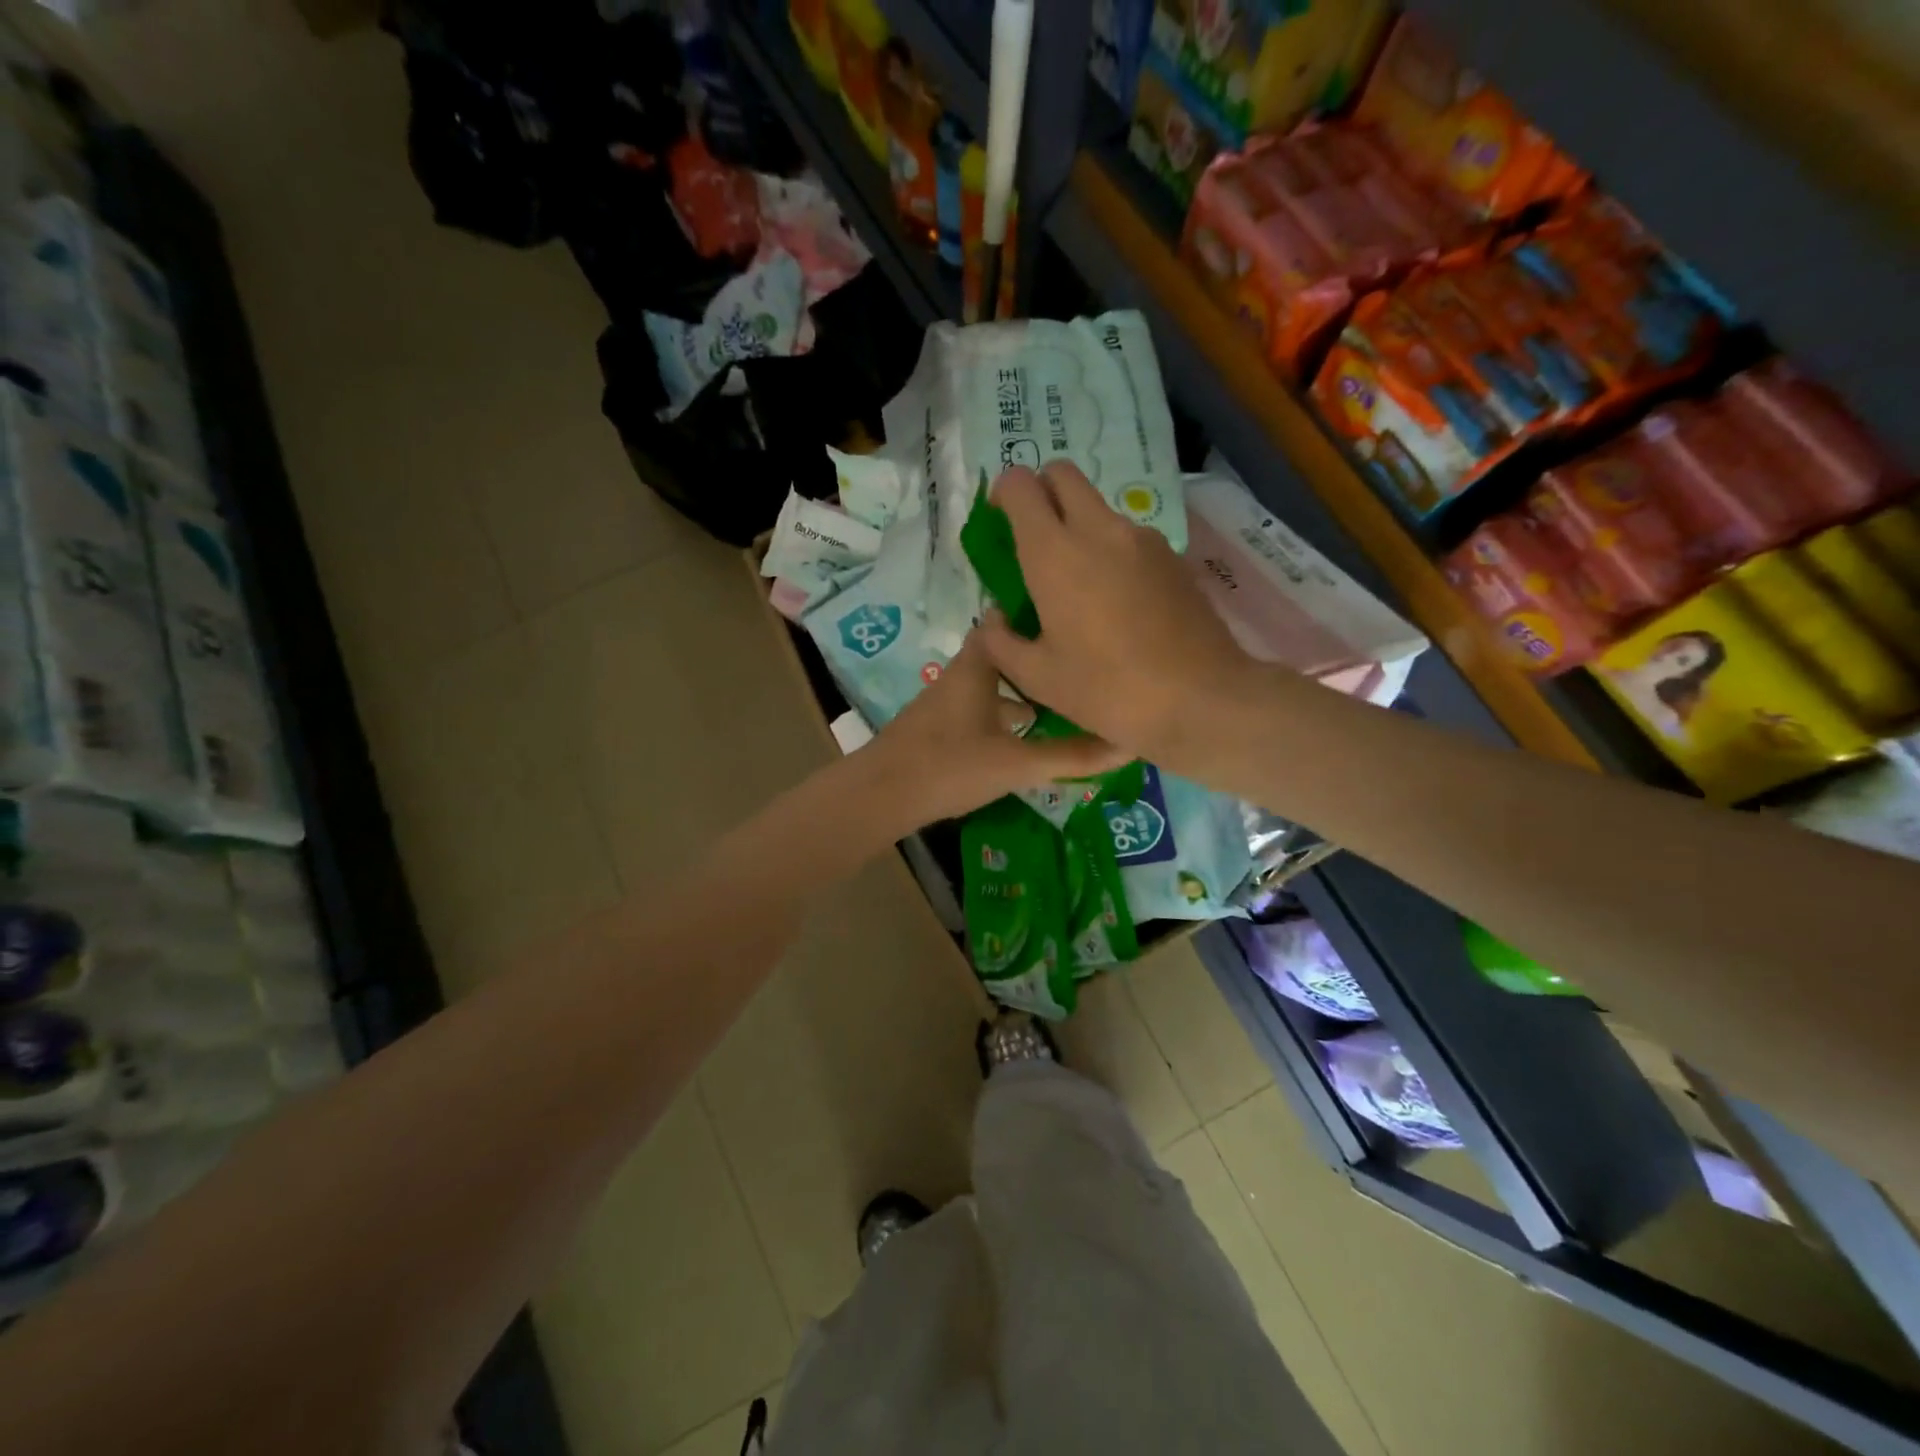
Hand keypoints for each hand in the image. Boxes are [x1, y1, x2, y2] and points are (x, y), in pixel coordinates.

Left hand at [865, 628, 1129, 826]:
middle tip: (1080, 660)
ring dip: (1022, 689)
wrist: (880, 795)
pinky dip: (1003, 714)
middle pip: (1004, 655)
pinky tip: (1023, 736)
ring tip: (1063, 697)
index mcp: (977, 667)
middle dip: (1038, 657)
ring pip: (991, 684)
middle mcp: (961, 676)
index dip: (1036, 614)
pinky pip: (980, 708)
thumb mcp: (1017, 764)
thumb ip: (1071, 756)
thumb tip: (1127, 745)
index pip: (1006, 621)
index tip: (1074, 615)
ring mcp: (946, 702)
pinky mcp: (939, 728)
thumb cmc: (949, 766)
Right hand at [976, 461, 1257, 764]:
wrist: (1201, 699)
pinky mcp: (1172, 556)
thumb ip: (1001, 641)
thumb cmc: (1108, 689)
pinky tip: (1117, 603)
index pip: (1020, 485)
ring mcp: (1142, 539)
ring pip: (1099, 507)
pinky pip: (1129, 537)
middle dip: (1041, 492)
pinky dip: (1111, 551)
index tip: (1000, 523)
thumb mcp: (1037, 678)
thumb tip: (994, 618)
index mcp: (1055, 553)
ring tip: (1079, 585)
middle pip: (1063, 475)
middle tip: (1034, 539)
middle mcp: (1099, 529)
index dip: (1003, 494)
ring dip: (1078, 526)